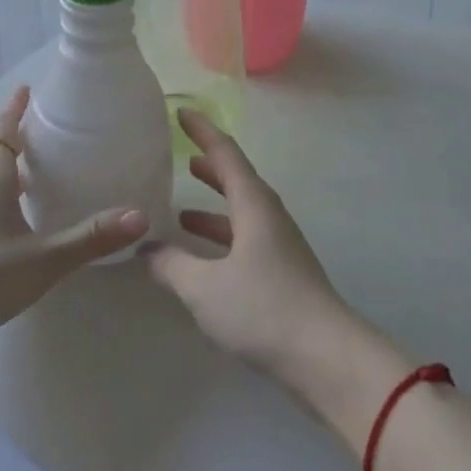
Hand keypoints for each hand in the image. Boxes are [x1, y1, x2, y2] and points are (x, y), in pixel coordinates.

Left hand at [0, 86, 148, 350]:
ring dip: (12, 172)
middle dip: (20, 139)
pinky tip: (21, 223)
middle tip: (50, 131)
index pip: (3, 132)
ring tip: (42, 174)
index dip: (15, 109)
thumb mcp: (42, 260)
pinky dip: (6, 200)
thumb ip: (89, 239)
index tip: (28, 88)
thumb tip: (140, 215)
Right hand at [144, 109, 357, 387]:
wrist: (325, 357)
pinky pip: (245, 239)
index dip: (202, 131)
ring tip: (181, 211)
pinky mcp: (282, 272)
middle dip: (209, 167)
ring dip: (213, 208)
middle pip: (236, 180)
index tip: (181, 112)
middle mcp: (269, 215)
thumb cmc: (264, 308)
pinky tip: (201, 260)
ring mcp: (279, 244)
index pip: (225, 153)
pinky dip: (221, 239)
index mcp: (254, 203)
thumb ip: (171, 265)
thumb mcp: (205, 287)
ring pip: (241, 213)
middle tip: (180, 158)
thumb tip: (145, 248)